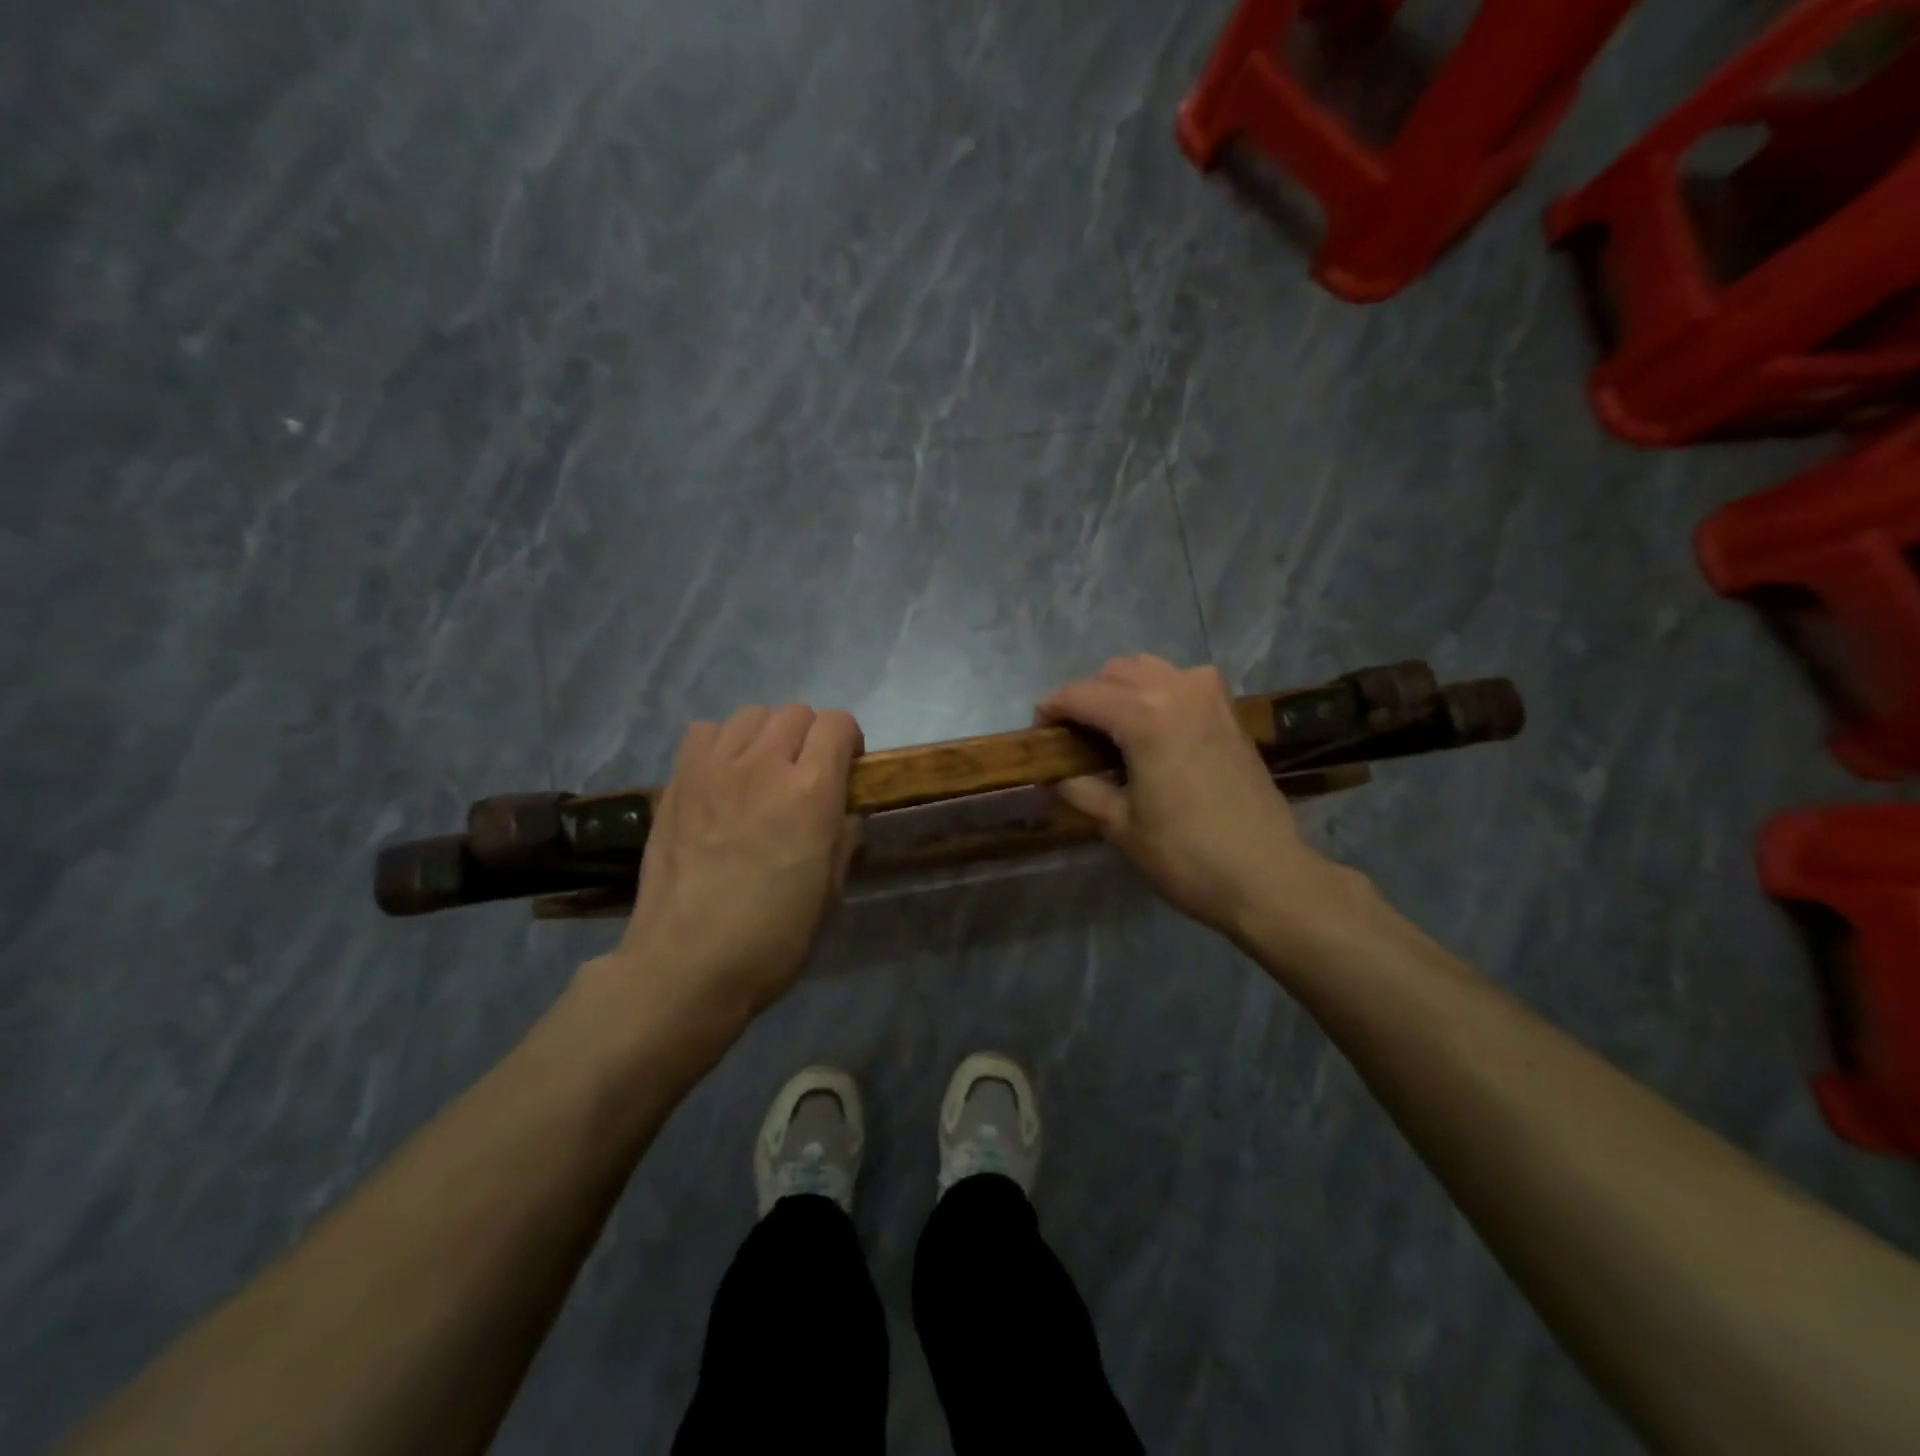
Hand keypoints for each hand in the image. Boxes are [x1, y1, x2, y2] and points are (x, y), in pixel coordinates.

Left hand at [599, 704, 862, 1024]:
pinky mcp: (678, 782)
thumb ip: (844, 837)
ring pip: (751, 714)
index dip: (850, 742)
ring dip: (767, 735)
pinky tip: (722, 777)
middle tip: (806, 776)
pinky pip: (705, 732)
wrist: (687, 965)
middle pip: (797, 713)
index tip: (848, 770)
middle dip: (811, 737)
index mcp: (811, 791)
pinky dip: (721, 744)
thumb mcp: (832, 891)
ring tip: (762, 772)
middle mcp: (764, 765)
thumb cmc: (773, 938)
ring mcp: (714, 769)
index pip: (838, 724)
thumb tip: (843, 813)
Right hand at [1039, 656, 1362, 949]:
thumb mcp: (1119, 825)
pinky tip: (1155, 729)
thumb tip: (1053, 775)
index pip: (1081, 695)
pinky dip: (1159, 693)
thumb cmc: (1185, 855)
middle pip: (1115, 672)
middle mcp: (1179, 690)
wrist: (1266, 876)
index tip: (1038, 735)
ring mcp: (1211, 697)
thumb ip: (1080, 789)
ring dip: (1123, 689)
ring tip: (1112, 731)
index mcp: (1145, 715)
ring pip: (1151, 668)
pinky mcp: (1231, 712)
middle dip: (1087, 697)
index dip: (1051, 710)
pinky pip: (1184, 682)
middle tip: (1075, 738)